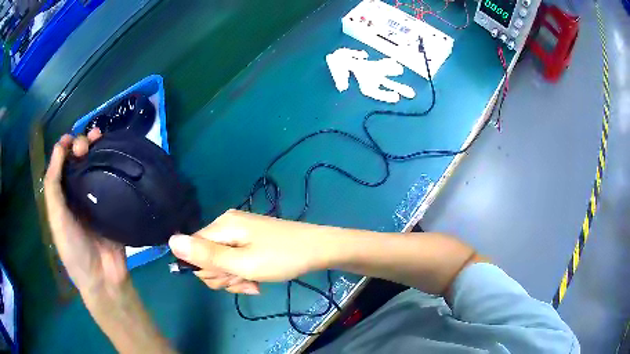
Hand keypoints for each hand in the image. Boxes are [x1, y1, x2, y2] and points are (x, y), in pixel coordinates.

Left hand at [44, 129, 127, 298]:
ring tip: (100, 139)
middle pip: (78, 162)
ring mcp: (96, 197)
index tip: (69, 140)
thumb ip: (53, 184)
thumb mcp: (56, 217)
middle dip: (80, 146)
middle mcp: (78, 193)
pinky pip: (111, 177)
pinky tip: (114, 152)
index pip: (62, 165)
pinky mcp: (113, 202)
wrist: (103, 276)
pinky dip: (112, 162)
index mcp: (62, 196)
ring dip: (96, 149)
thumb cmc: (74, 249)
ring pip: (95, 165)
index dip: (64, 148)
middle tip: (85, 147)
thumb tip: (59, 147)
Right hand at [168, 210, 330, 294]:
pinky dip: (243, 273)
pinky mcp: (250, 241)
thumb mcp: (242, 262)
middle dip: (222, 276)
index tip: (227, 278)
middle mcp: (227, 225)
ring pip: (222, 262)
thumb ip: (205, 255)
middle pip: (206, 257)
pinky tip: (257, 281)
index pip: (192, 250)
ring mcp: (240, 233)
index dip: (206, 270)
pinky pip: (236, 261)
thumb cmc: (282, 258)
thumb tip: (170, 240)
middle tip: (244, 280)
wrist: (319, 249)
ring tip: (254, 283)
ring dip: (234, 278)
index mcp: (221, 226)